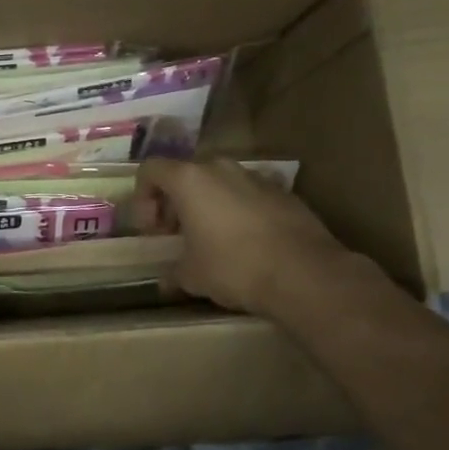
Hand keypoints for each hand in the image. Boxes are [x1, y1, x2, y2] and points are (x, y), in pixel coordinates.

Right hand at [133, 157, 359, 317]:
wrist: (305, 274)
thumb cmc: (234, 267)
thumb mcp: (192, 275)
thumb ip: (173, 271)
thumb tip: (166, 281)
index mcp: (189, 179)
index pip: (150, 170)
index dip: (143, 198)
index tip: (153, 230)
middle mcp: (220, 168)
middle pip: (185, 174)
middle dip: (176, 202)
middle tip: (178, 234)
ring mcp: (256, 177)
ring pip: (220, 182)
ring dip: (209, 204)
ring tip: (214, 238)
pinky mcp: (284, 192)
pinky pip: (249, 195)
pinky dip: (240, 211)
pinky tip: (248, 243)